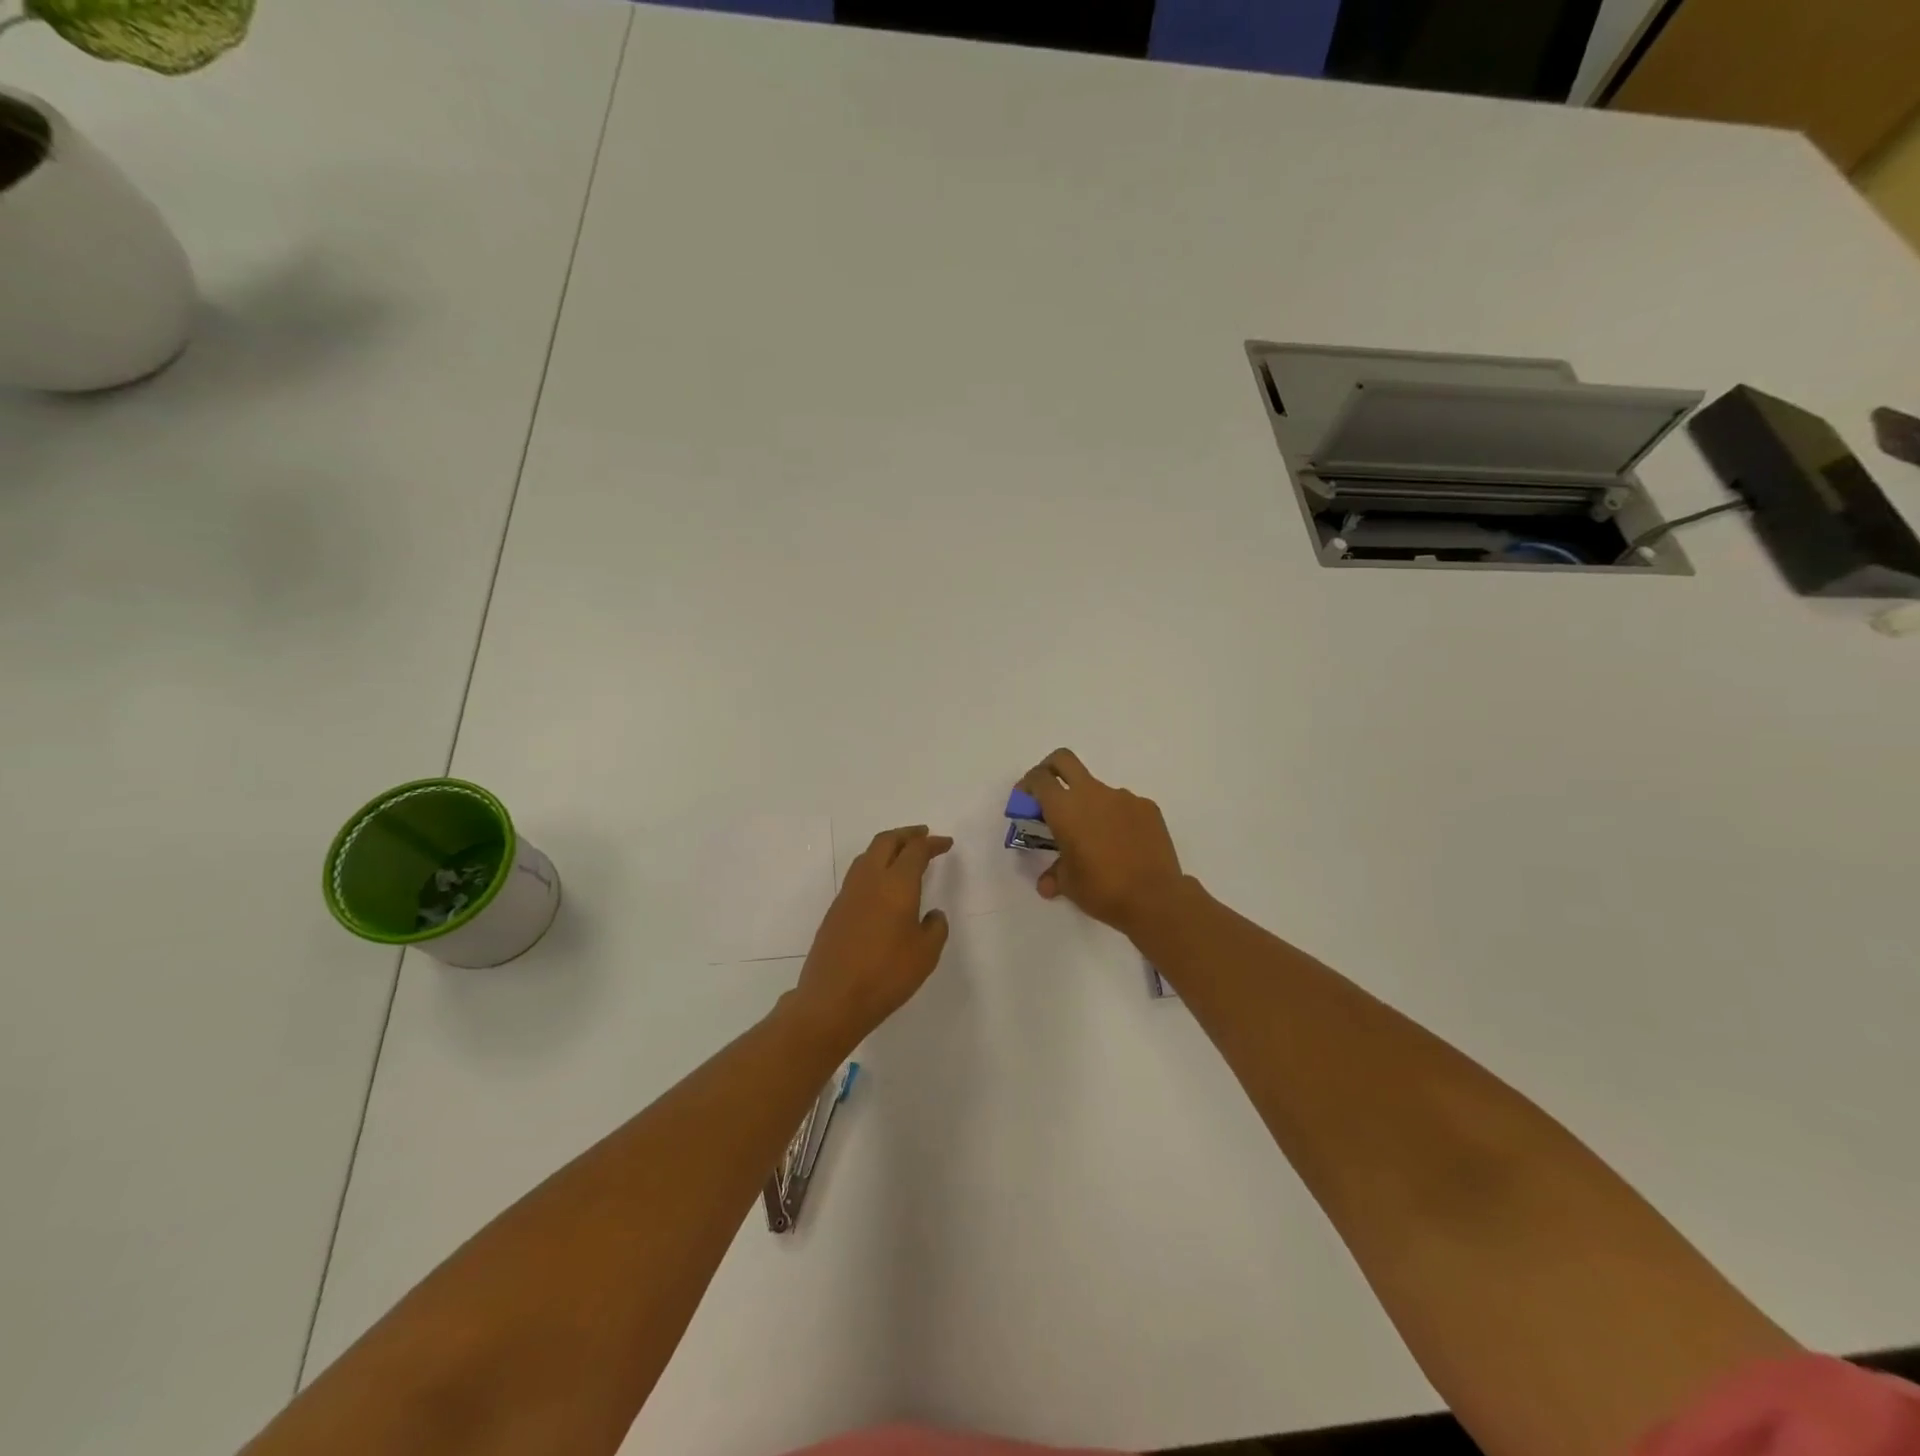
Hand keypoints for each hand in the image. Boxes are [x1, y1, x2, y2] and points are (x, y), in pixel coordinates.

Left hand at [790, 825, 951, 1044]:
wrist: (833, 999)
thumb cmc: (886, 975)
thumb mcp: (925, 954)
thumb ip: (935, 928)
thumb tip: (933, 915)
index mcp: (896, 884)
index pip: (916, 850)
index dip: (933, 843)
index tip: (946, 844)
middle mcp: (870, 880)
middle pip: (886, 841)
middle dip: (907, 834)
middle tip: (923, 836)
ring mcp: (848, 894)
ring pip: (868, 855)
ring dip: (887, 847)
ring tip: (902, 854)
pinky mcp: (835, 910)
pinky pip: (858, 874)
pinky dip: (874, 866)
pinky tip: (882, 885)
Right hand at [1020, 749, 1184, 938]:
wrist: (1155, 897)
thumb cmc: (1102, 889)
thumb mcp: (1069, 885)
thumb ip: (1054, 875)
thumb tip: (1046, 884)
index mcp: (1065, 808)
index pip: (1039, 779)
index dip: (1027, 785)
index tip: (1025, 801)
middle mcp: (1092, 793)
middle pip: (1064, 760)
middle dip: (1050, 769)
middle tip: (1049, 794)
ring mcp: (1123, 797)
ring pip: (1097, 789)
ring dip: (1089, 805)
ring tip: (1095, 839)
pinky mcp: (1147, 807)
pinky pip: (1123, 805)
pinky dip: (1116, 818)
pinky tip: (1123, 845)